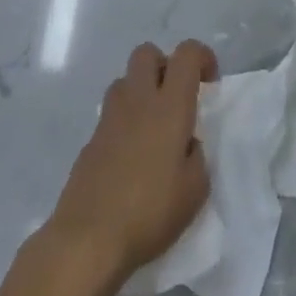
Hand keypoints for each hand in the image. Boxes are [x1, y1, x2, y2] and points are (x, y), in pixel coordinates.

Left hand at [47, 41, 217, 280]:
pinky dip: (123, 124)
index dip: (202, 57)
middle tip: (175, 96)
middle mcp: (138, 100)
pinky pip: (110, 116)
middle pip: (147, 53)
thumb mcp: (194, 191)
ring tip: (151, 125)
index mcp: (170, 105)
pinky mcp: (89, 143)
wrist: (85, 242)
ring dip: (140, 91)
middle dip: (164, 65)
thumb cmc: (148, 212)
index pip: (187, 53)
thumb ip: (197, 157)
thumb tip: (187, 144)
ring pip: (124, 80)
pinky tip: (129, 158)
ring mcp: (109, 119)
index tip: (210, 82)